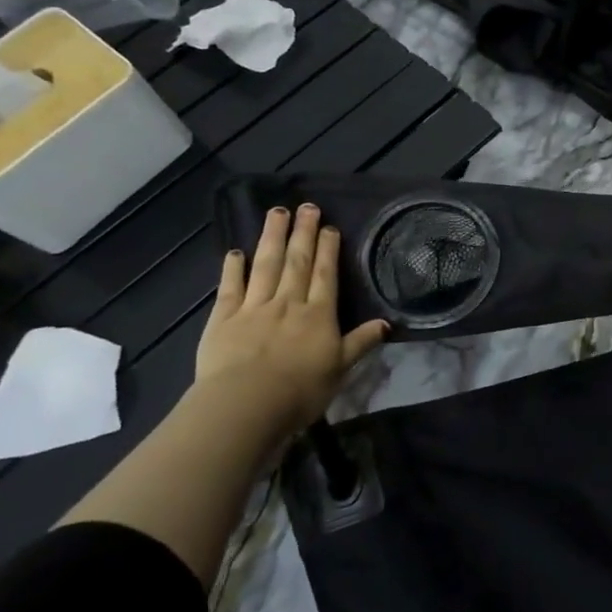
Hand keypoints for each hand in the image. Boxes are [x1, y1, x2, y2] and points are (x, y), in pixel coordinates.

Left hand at [195, 204, 389, 432]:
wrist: (246, 404)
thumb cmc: (301, 390)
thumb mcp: (340, 368)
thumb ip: (360, 342)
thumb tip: (387, 323)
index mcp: (318, 315)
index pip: (325, 274)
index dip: (328, 249)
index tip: (329, 226)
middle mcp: (288, 303)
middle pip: (297, 262)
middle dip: (303, 232)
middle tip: (306, 206)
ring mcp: (254, 308)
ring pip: (266, 265)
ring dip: (272, 237)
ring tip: (277, 213)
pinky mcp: (224, 319)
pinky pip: (231, 288)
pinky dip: (233, 268)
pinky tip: (236, 252)